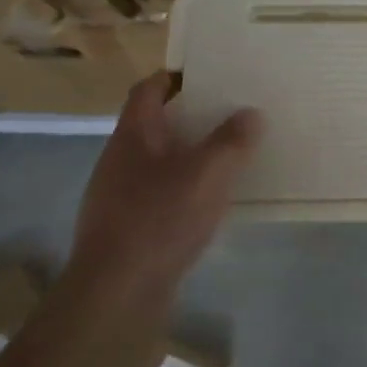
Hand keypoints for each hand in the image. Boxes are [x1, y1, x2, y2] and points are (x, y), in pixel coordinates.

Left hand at [69, 72, 262, 309]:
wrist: (116, 293)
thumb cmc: (160, 219)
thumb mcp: (209, 173)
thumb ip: (232, 140)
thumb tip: (250, 113)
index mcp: (134, 135)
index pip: (148, 90)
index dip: (174, 76)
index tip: (207, 74)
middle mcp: (119, 159)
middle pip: (153, 124)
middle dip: (189, 117)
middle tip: (228, 113)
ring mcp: (117, 195)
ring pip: (157, 161)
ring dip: (187, 154)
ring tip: (226, 156)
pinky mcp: (124, 227)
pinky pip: (157, 193)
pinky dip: (182, 188)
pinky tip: (207, 202)